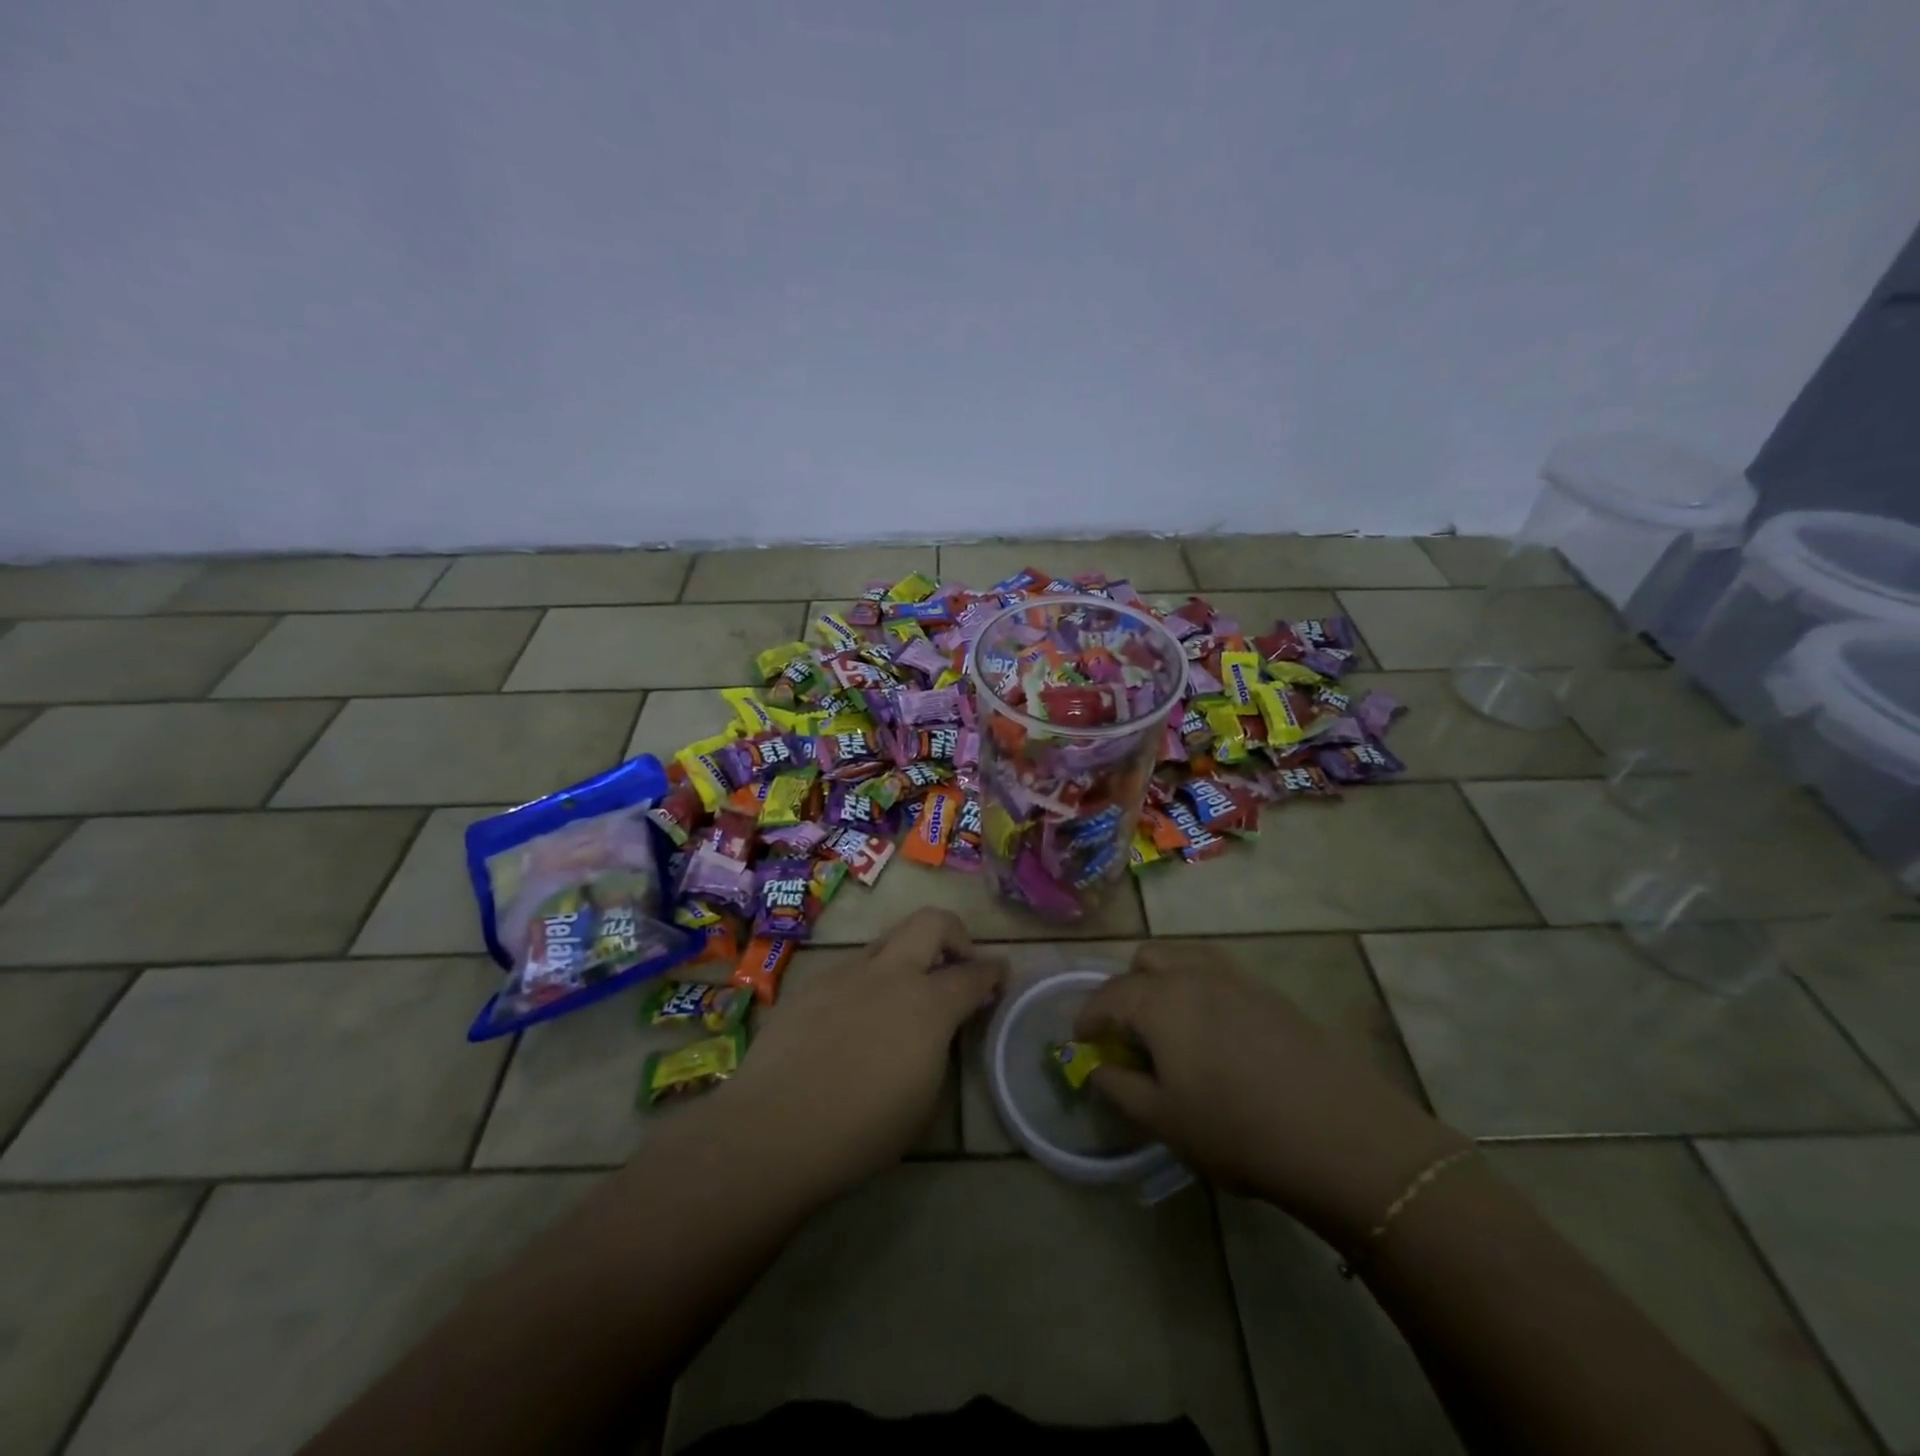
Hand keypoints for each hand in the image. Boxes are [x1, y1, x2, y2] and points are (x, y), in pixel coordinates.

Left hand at [724, 909, 1003, 1193]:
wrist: (773, 1130)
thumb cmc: (861, 1130)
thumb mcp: (923, 1096)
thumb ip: (938, 1045)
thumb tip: (939, 1025)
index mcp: (927, 1003)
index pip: (974, 974)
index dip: (994, 972)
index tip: (1000, 976)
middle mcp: (890, 973)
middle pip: (932, 922)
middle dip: (955, 934)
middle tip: (956, 964)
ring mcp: (845, 973)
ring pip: (887, 942)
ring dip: (906, 959)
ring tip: (900, 999)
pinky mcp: (811, 984)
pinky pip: (850, 970)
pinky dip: (867, 984)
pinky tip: (852, 1023)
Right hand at [1075, 942, 1466, 1244]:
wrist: (1343, 1137)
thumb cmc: (1238, 1131)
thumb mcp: (1164, 1119)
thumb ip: (1119, 1087)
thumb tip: (1097, 1067)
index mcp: (1160, 999)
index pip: (1108, 995)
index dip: (1088, 1017)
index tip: (1082, 1042)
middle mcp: (1194, 973)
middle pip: (1145, 960)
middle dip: (1126, 989)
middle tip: (1128, 1033)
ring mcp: (1236, 977)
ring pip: (1184, 956)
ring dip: (1163, 979)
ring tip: (1169, 1024)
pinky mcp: (1270, 992)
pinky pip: (1218, 971)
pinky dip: (1199, 986)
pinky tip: (1213, 1031)